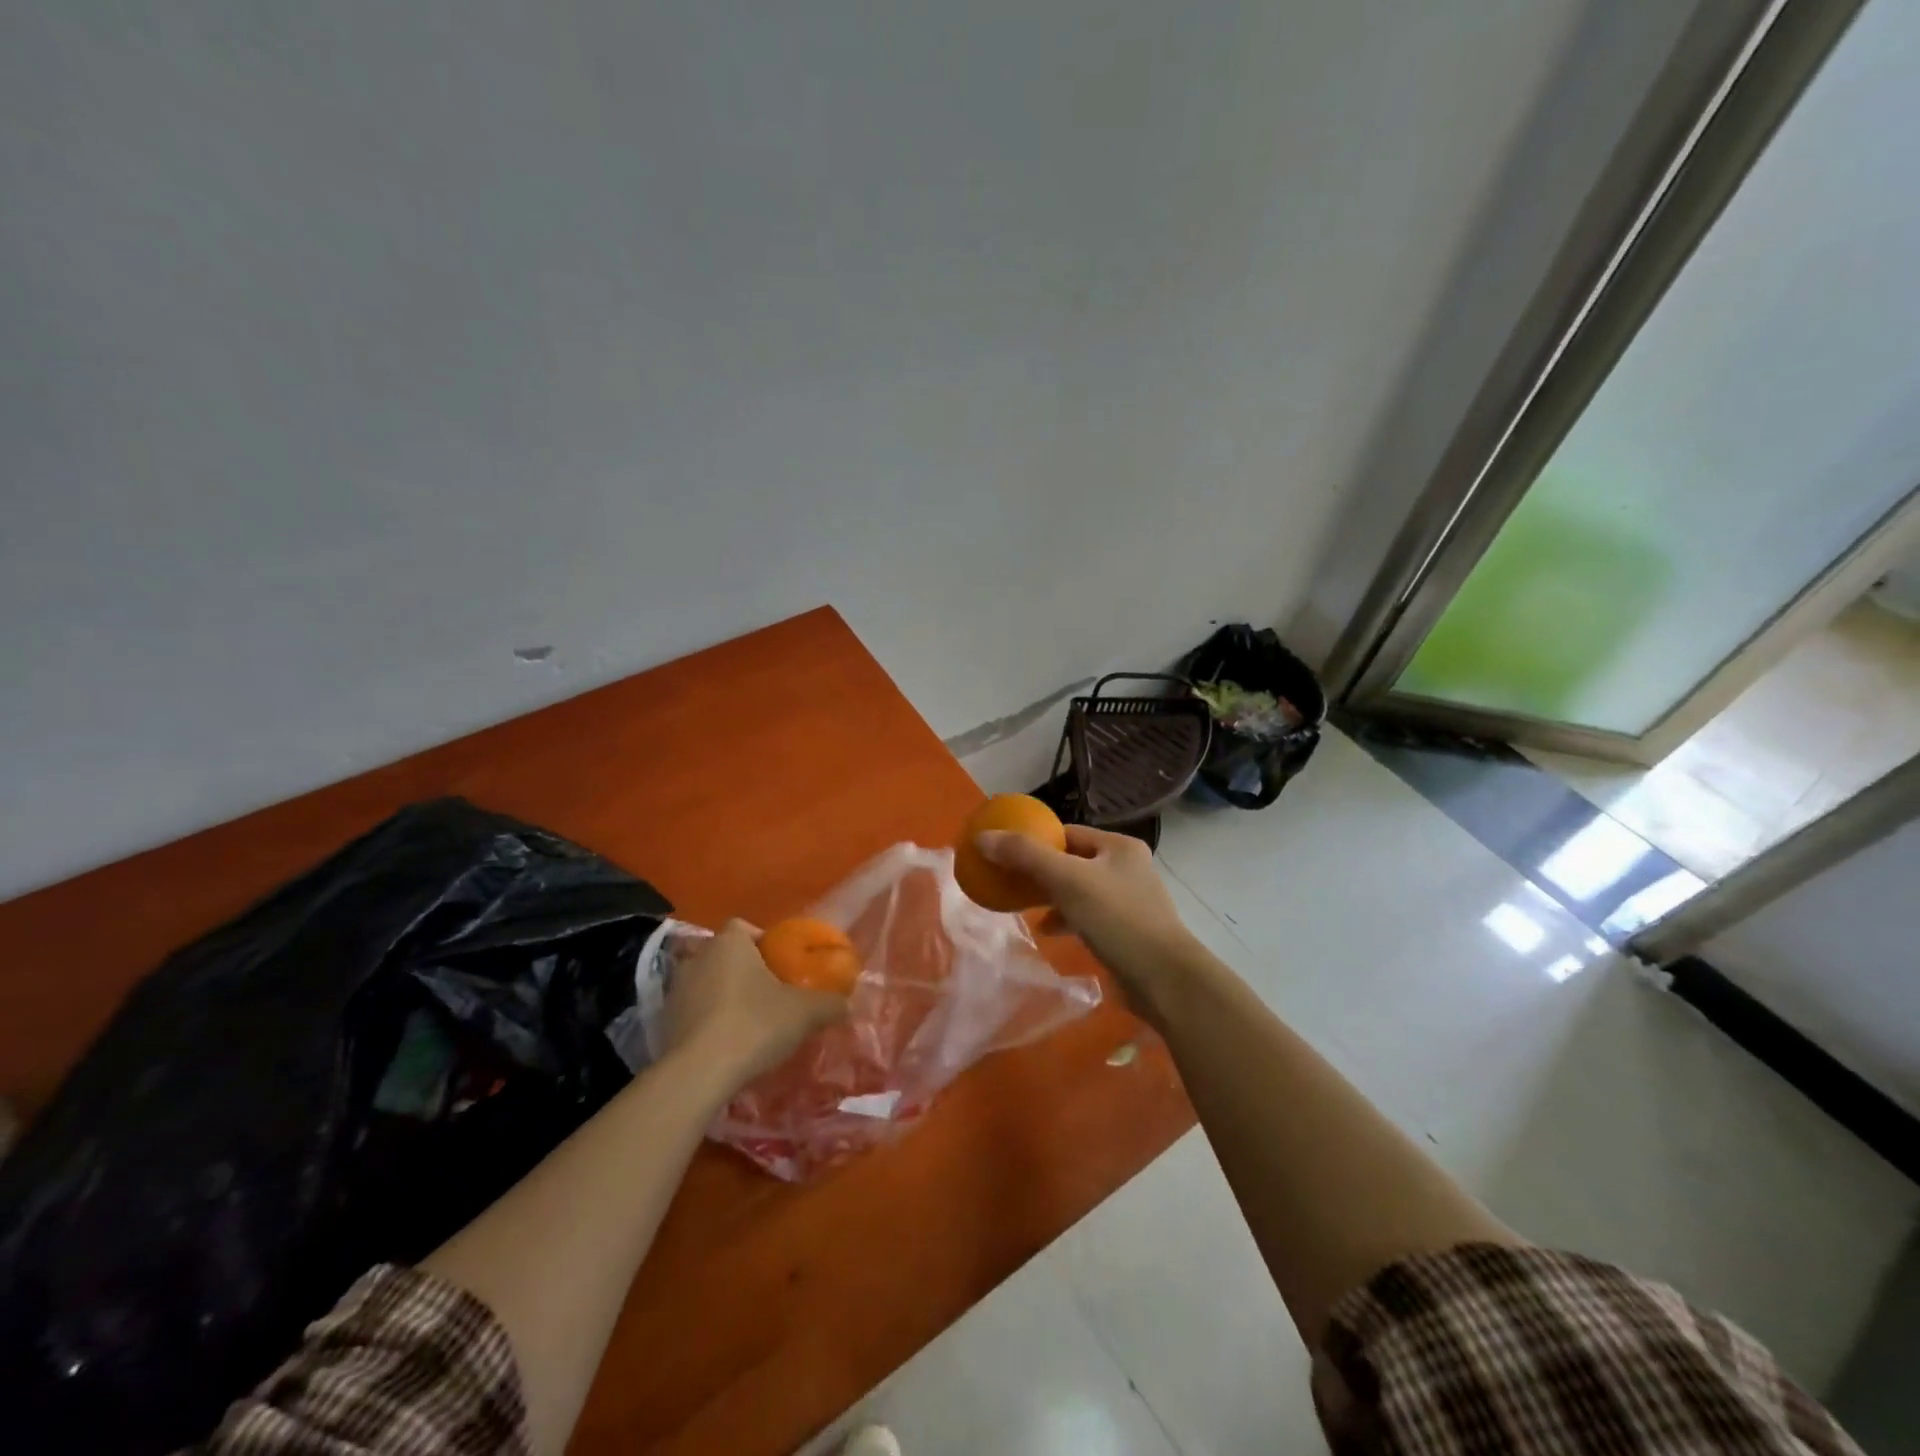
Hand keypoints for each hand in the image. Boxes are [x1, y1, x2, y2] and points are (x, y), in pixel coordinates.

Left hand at [664, 920, 847, 1085]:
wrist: (699, 1074)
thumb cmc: (754, 1025)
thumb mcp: (806, 1013)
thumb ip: (830, 1003)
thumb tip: (846, 1004)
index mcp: (729, 943)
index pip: (744, 927)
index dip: (764, 942)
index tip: (781, 965)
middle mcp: (698, 957)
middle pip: (726, 955)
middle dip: (746, 970)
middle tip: (770, 994)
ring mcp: (676, 990)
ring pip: (708, 983)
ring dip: (725, 996)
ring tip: (749, 1022)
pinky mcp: (664, 1022)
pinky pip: (694, 1011)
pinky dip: (709, 1021)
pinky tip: (727, 1044)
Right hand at [975, 825, 1195, 1008]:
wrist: (1165, 980)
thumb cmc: (1117, 919)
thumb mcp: (1067, 881)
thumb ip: (1025, 856)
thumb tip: (982, 837)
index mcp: (1119, 846)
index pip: (1068, 833)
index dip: (1036, 840)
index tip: (1006, 853)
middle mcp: (1127, 867)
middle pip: (1071, 860)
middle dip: (1040, 871)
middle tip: (1009, 880)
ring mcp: (1129, 901)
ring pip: (1078, 890)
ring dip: (1051, 897)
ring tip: (1022, 906)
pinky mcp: (1126, 931)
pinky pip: (1087, 916)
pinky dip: (1066, 919)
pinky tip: (1048, 931)